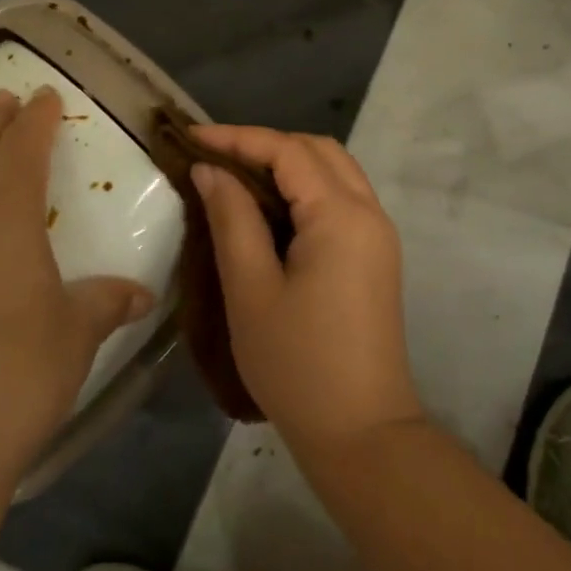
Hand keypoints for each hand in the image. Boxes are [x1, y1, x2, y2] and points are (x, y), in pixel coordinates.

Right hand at [190, 125, 420, 455]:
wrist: (362, 432)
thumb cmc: (298, 364)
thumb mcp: (251, 290)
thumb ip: (232, 219)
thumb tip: (210, 170)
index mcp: (341, 215)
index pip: (288, 151)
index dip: (238, 137)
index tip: (191, 138)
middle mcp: (369, 212)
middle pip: (318, 151)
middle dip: (265, 144)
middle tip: (214, 156)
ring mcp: (378, 235)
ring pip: (334, 172)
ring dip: (288, 164)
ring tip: (236, 176)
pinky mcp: (376, 257)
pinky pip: (342, 199)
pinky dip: (306, 189)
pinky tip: (271, 208)